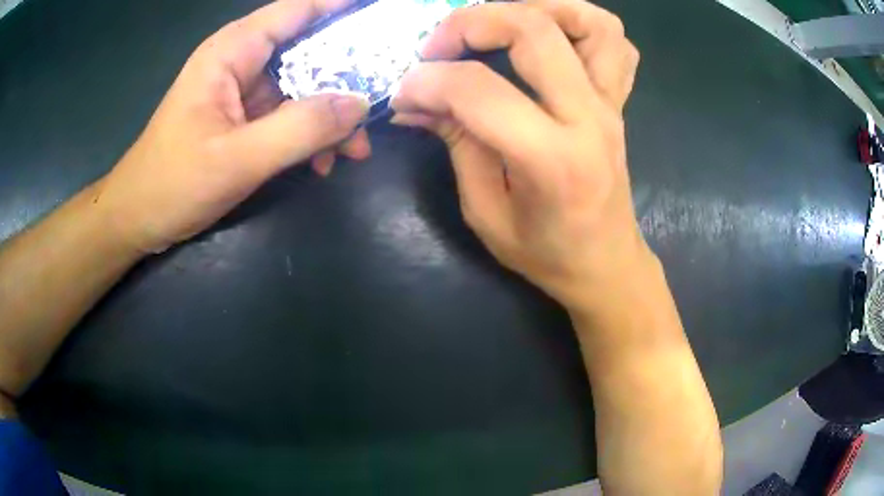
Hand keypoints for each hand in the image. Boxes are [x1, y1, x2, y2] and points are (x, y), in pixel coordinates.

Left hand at [97, 0, 370, 253]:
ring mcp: (242, 91)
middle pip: (308, 48)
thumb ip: (299, 129)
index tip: (385, 15)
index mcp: (233, 51)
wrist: (137, 219)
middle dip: (347, 75)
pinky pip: (288, 115)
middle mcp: (241, 61)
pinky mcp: (243, 119)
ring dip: (331, 115)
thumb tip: (360, 104)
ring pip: (302, 85)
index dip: (343, 6)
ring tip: (355, 150)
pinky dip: (310, 134)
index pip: (299, 9)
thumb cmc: (172, 184)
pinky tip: (322, 162)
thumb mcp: (236, 159)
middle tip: (381, 101)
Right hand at [390, 0, 644, 312]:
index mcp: (553, 160)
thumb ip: (456, 145)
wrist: (605, 264)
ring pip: (589, 21)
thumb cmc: (546, 253)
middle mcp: (590, 118)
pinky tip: (548, 36)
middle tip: (439, 46)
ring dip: (536, 7)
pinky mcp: (619, 100)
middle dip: (471, 23)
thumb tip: (417, 101)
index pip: (478, 91)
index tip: (404, 92)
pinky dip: (578, 22)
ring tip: (498, 25)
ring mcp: (611, 103)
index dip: (428, 81)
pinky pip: (614, 42)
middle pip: (534, 29)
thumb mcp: (486, 212)